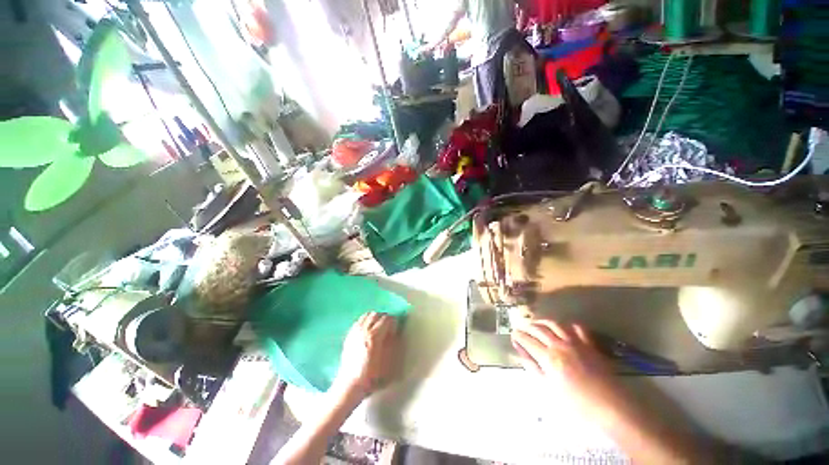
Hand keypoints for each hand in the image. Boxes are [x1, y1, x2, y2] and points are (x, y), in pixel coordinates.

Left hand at [335, 312, 400, 397]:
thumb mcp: (387, 362)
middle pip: (376, 314)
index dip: (393, 322)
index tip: (395, 330)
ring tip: (377, 327)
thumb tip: (394, 332)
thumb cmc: (371, 377)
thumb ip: (392, 344)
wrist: (350, 386)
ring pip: (366, 315)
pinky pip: (358, 321)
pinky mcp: (349, 336)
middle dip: (384, 318)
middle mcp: (363, 331)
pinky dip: (365, 321)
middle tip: (388, 327)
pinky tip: (367, 331)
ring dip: (374, 318)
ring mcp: (354, 332)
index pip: (387, 319)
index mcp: (374, 336)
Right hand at [511, 320, 628, 421]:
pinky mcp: (590, 344)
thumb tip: (519, 349)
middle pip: (539, 329)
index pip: (528, 340)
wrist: (611, 407)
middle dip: (528, 326)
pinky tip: (564, 328)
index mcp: (548, 357)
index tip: (513, 334)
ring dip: (543, 322)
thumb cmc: (577, 403)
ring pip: (555, 324)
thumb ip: (532, 366)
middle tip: (522, 327)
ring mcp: (576, 342)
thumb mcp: (549, 388)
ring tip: (537, 323)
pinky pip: (577, 328)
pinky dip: (568, 325)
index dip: (518, 335)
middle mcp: (560, 344)